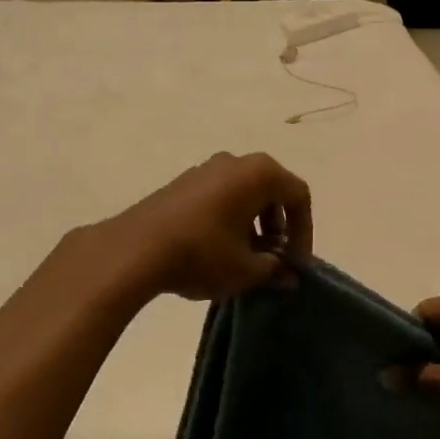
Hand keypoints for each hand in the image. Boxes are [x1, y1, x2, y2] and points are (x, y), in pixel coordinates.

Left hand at [106, 153, 312, 302]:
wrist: (134, 249)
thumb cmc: (203, 253)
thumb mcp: (246, 270)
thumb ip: (275, 270)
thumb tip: (290, 276)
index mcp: (259, 173)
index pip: (298, 196)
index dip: (304, 232)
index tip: (295, 263)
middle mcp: (234, 162)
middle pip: (271, 191)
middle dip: (278, 228)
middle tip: (272, 260)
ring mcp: (204, 169)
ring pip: (243, 194)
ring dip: (253, 226)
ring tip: (244, 260)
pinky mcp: (181, 184)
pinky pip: (219, 197)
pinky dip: (229, 220)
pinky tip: (217, 251)